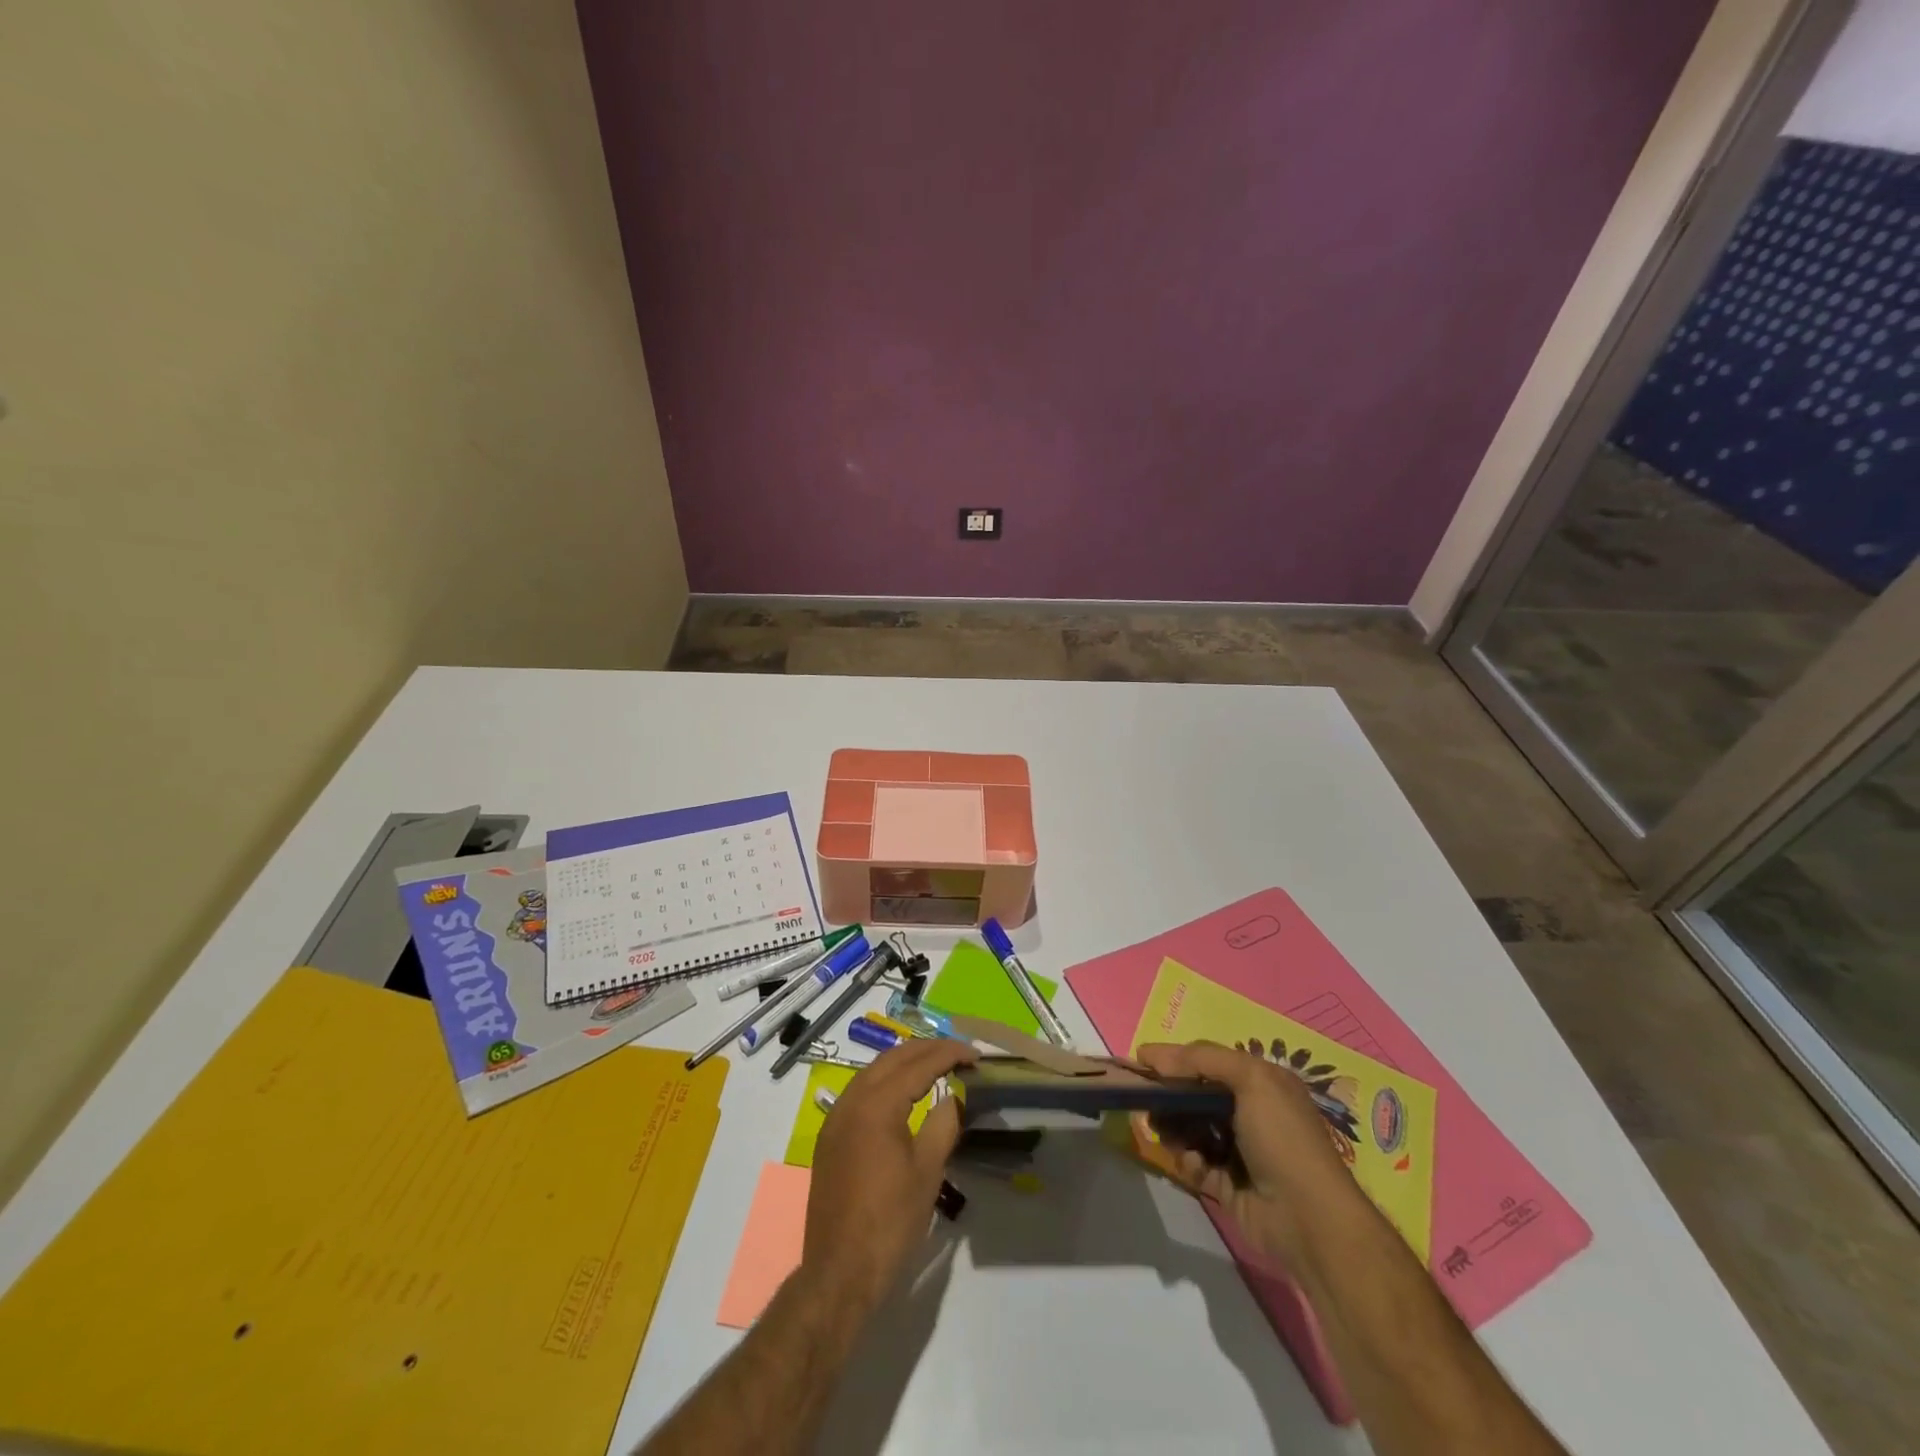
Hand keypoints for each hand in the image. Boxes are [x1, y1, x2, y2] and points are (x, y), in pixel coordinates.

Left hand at [803, 1038, 977, 1311]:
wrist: (839, 1271)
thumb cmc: (890, 1222)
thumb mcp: (928, 1171)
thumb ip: (943, 1123)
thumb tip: (954, 1095)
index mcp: (877, 1104)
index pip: (919, 1064)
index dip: (950, 1054)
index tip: (976, 1054)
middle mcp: (852, 1099)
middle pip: (893, 1058)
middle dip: (927, 1050)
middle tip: (959, 1053)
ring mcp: (836, 1117)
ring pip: (874, 1071)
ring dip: (905, 1062)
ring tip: (936, 1065)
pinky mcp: (830, 1136)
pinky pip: (861, 1090)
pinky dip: (886, 1080)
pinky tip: (903, 1092)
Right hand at [1132, 1039, 1360, 1268]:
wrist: (1309, 1219)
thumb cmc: (1282, 1138)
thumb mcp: (1250, 1079)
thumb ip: (1201, 1059)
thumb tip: (1152, 1053)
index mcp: (1262, 1082)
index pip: (1209, 1061)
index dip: (1176, 1058)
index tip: (1141, 1060)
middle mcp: (1251, 1112)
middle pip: (1196, 1095)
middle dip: (1170, 1095)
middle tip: (1146, 1100)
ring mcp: (1239, 1150)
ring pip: (1191, 1128)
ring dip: (1173, 1127)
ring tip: (1163, 1131)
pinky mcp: (1228, 1184)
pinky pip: (1196, 1163)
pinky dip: (1187, 1160)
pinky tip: (1190, 1162)